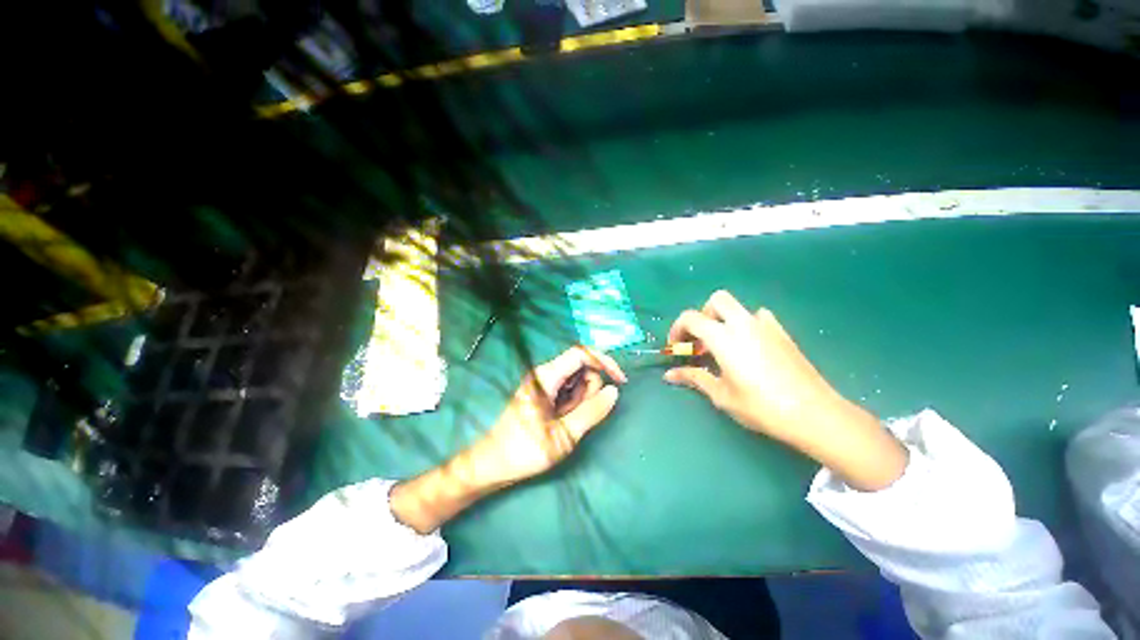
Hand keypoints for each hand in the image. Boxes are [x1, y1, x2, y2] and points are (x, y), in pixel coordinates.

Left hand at [391, 347, 625, 533]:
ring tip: (564, 424)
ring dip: (580, 400)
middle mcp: (546, 373)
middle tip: (575, 418)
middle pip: (582, 368)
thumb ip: (591, 412)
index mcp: (547, 376)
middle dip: (589, 390)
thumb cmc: (525, 450)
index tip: (620, 381)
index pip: (582, 353)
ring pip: (576, 381)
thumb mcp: (563, 435)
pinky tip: (560, 422)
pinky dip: (572, 405)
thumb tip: (614, 392)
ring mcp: (544, 383)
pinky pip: (568, 391)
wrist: (492, 464)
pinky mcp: (543, 394)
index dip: (604, 362)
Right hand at [664, 290, 907, 490]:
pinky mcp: (782, 333)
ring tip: (724, 345)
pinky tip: (750, 346)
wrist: (813, 413)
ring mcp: (766, 325)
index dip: (677, 329)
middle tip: (700, 340)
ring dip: (724, 319)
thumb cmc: (760, 406)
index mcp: (723, 337)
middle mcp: (743, 323)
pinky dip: (747, 324)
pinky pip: (759, 317)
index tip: (677, 348)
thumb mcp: (721, 394)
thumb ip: (694, 377)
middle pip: (716, 300)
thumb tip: (669, 374)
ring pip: (738, 307)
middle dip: (703, 315)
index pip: (690, 318)